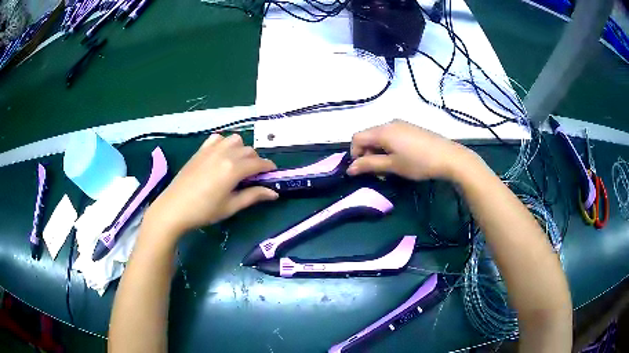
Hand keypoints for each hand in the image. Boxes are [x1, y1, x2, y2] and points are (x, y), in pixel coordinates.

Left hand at [142, 134, 277, 243]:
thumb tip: (274, 193)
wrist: (174, 208)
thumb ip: (253, 196)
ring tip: (238, 164)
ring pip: (235, 140)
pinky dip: (225, 143)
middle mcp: (225, 154)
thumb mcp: (231, 206)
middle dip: (256, 161)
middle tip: (253, 177)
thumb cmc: (204, 211)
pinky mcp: (201, 150)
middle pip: (249, 150)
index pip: (259, 163)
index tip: (272, 175)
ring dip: (241, 150)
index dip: (269, 168)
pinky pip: (218, 138)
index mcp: (234, 169)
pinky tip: (221, 156)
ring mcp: (211, 149)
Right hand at [347, 120, 475, 180]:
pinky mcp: (411, 128)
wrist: (449, 157)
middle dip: (368, 154)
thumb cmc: (418, 162)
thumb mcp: (392, 166)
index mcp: (382, 131)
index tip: (364, 170)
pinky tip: (401, 159)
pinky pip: (392, 135)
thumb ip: (369, 165)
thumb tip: (349, 169)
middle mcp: (389, 123)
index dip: (355, 154)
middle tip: (379, 172)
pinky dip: (389, 147)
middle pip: (368, 136)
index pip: (357, 138)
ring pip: (380, 136)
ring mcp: (401, 124)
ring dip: (379, 152)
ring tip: (391, 167)